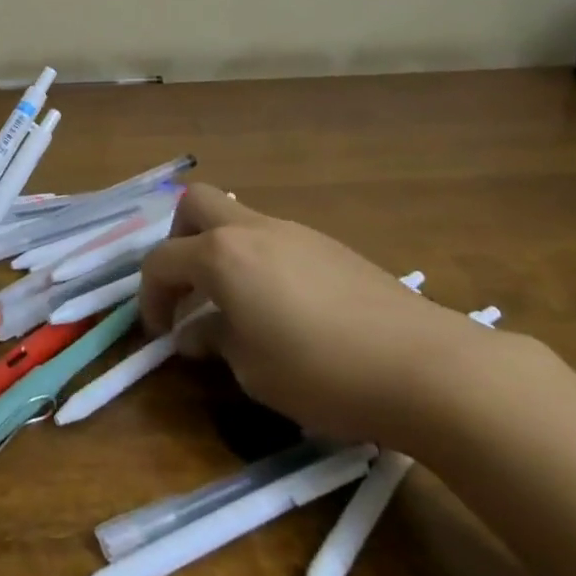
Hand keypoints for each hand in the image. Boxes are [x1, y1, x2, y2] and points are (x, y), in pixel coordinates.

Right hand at [139, 184, 493, 450]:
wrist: (425, 366)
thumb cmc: (322, 371)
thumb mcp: (252, 370)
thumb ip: (215, 341)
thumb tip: (195, 332)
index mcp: (222, 254)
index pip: (162, 260)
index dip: (150, 296)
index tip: (160, 332)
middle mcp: (252, 229)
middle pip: (195, 204)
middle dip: (178, 240)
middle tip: (188, 288)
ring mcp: (294, 232)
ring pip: (238, 220)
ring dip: (223, 252)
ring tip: (238, 307)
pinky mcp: (329, 246)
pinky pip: (275, 240)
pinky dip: (260, 262)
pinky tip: (285, 309)